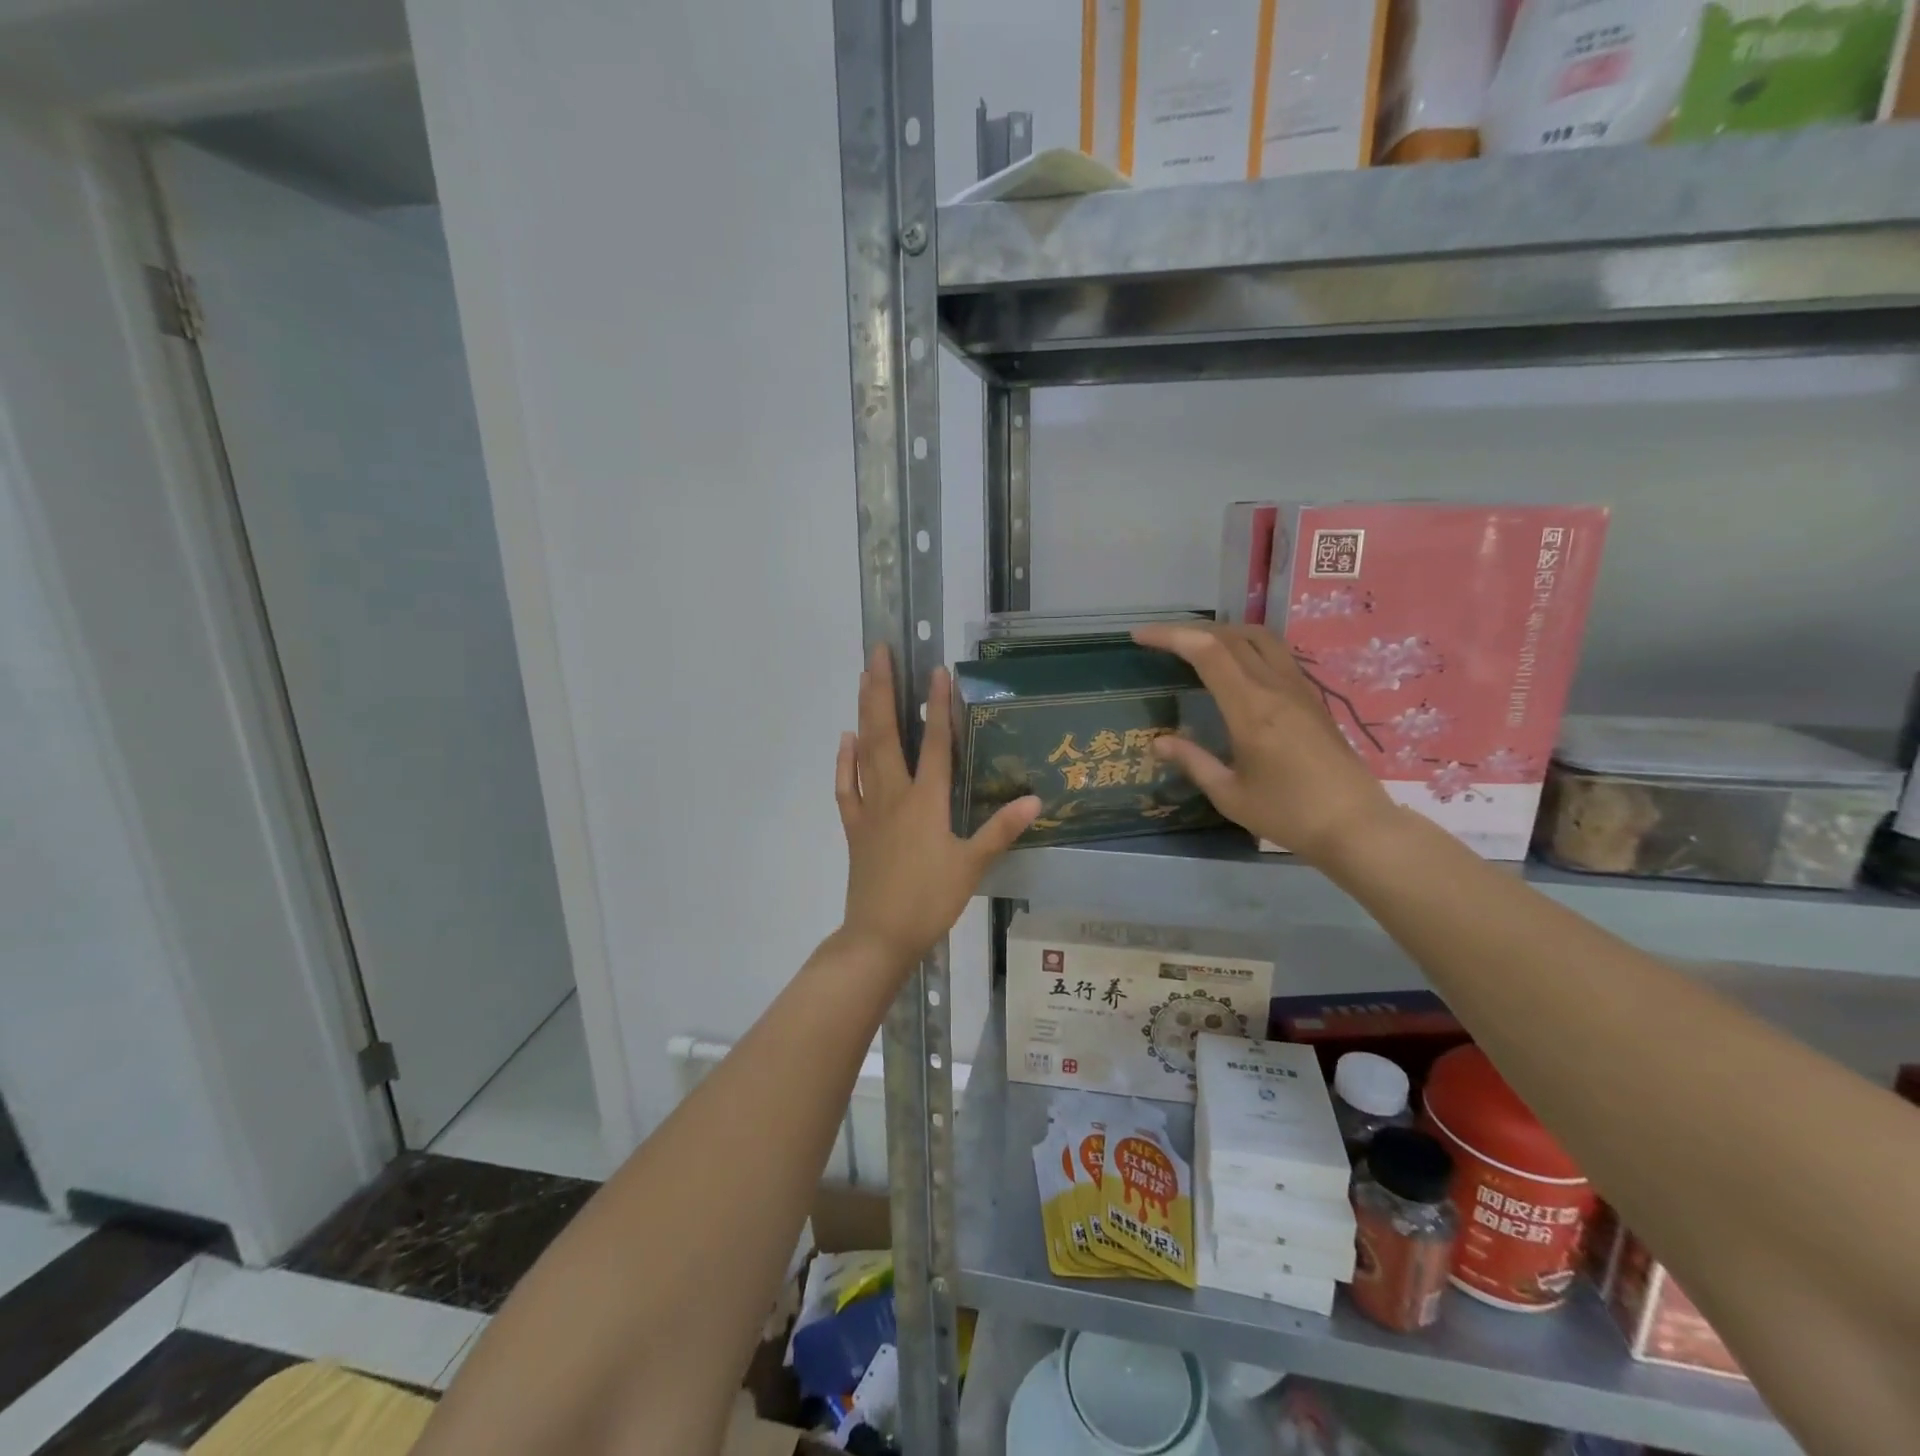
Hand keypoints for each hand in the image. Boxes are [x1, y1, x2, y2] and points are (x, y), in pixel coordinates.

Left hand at [836, 645, 1040, 969]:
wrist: (879, 936)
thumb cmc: (929, 900)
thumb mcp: (972, 866)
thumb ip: (1001, 830)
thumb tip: (1034, 798)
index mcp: (927, 802)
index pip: (935, 744)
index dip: (938, 705)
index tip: (936, 670)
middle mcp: (895, 795)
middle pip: (887, 734)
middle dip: (882, 690)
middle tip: (877, 652)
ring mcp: (870, 809)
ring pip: (864, 752)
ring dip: (863, 712)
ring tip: (863, 679)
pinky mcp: (855, 828)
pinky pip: (847, 787)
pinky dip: (844, 762)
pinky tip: (845, 740)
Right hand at [1132, 622, 1397, 865]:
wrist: (1355, 825)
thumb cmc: (1288, 814)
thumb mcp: (1229, 795)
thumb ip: (1193, 762)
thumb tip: (1158, 742)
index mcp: (1251, 709)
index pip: (1208, 652)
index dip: (1171, 636)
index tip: (1141, 636)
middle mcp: (1276, 688)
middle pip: (1231, 636)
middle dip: (1190, 630)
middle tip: (1159, 640)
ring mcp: (1298, 689)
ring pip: (1259, 637)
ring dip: (1222, 632)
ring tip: (1195, 645)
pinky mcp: (1311, 698)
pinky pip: (1275, 653)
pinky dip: (1245, 645)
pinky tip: (1234, 666)